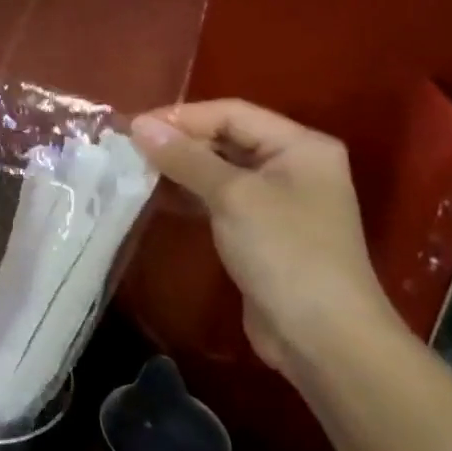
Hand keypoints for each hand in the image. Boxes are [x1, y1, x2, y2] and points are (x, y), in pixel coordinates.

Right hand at [130, 100, 398, 374]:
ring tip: (134, 170)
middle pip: (226, 137)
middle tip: (128, 150)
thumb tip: (138, 125)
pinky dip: (189, 193)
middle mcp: (292, 165)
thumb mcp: (232, 196)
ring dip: (179, 168)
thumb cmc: (285, 253)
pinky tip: (157, 197)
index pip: (231, 113)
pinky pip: (219, 198)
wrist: (323, 337)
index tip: (132, 128)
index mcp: (300, 146)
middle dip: (178, 141)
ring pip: (219, 168)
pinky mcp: (261, 230)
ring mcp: (278, 200)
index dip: (181, 117)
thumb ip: (185, 157)